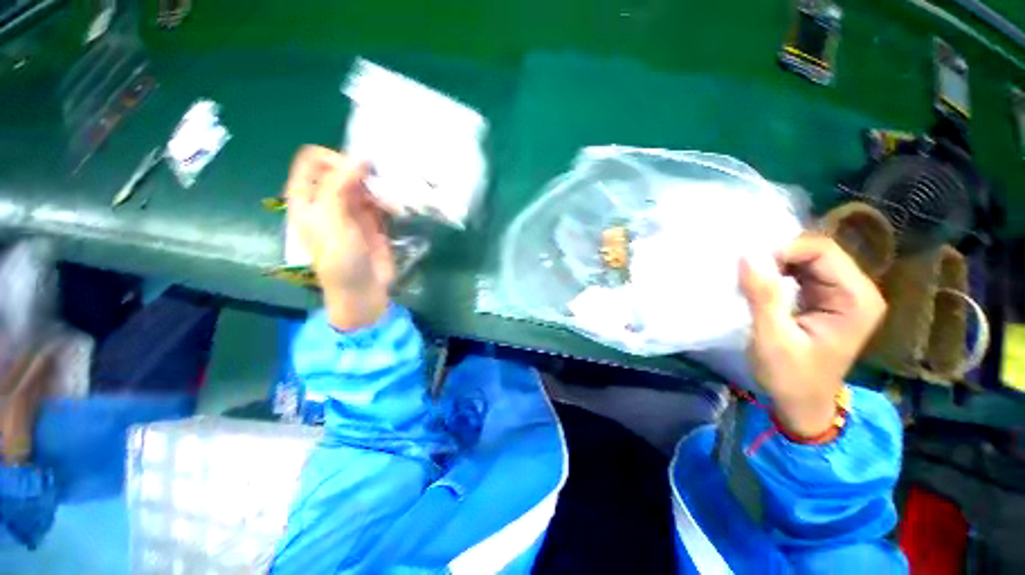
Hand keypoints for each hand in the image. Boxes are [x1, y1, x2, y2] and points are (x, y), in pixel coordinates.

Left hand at [286, 146, 393, 329]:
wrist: (363, 289)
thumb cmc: (340, 258)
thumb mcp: (331, 220)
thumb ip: (339, 186)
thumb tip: (360, 157)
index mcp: (307, 197)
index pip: (313, 160)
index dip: (334, 159)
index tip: (357, 173)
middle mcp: (328, 199)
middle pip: (341, 168)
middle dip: (361, 171)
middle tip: (379, 183)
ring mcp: (352, 209)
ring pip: (363, 183)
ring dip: (378, 185)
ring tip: (391, 198)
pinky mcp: (372, 219)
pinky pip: (379, 199)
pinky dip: (388, 198)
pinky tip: (396, 207)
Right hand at [739, 235, 885, 437]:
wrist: (802, 404)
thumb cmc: (790, 376)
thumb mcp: (773, 337)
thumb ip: (764, 295)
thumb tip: (747, 255)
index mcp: (856, 299)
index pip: (822, 251)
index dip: (784, 251)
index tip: (751, 269)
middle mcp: (856, 290)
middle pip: (817, 251)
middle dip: (778, 257)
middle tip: (747, 274)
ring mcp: (843, 294)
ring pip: (807, 259)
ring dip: (776, 265)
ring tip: (751, 279)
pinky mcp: (827, 299)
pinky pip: (802, 272)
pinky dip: (778, 273)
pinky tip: (762, 285)